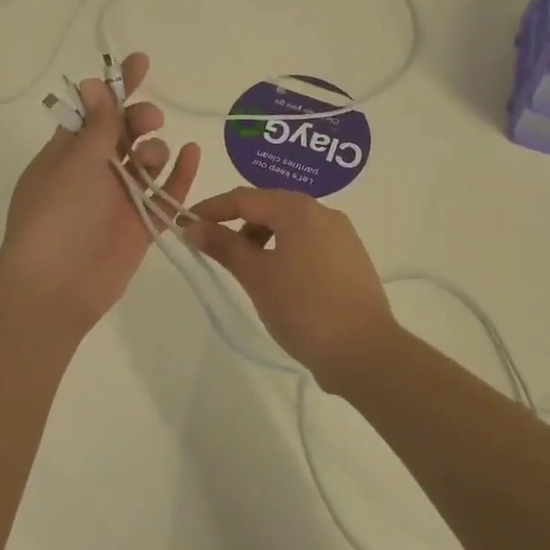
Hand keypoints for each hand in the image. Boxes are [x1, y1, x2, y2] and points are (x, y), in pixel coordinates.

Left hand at [0, 52, 200, 336]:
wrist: (57, 285)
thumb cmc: (57, 214)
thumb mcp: (75, 161)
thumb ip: (97, 124)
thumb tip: (93, 82)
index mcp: (70, 150)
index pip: (96, 108)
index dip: (117, 85)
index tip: (141, 62)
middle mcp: (96, 169)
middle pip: (127, 130)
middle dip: (140, 117)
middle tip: (147, 120)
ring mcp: (121, 195)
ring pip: (148, 157)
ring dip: (154, 147)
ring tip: (148, 159)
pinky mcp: (142, 221)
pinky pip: (167, 191)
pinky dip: (180, 172)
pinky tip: (193, 152)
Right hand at [182, 187, 399, 393]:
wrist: (364, 351)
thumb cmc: (304, 308)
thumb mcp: (256, 276)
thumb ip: (224, 246)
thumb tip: (192, 225)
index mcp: (299, 210)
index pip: (246, 197)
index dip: (213, 208)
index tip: (186, 222)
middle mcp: (324, 213)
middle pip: (270, 207)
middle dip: (238, 223)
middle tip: (213, 248)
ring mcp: (342, 235)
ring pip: (291, 225)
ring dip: (263, 238)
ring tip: (246, 269)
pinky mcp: (350, 258)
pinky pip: (309, 242)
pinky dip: (285, 250)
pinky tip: (278, 279)